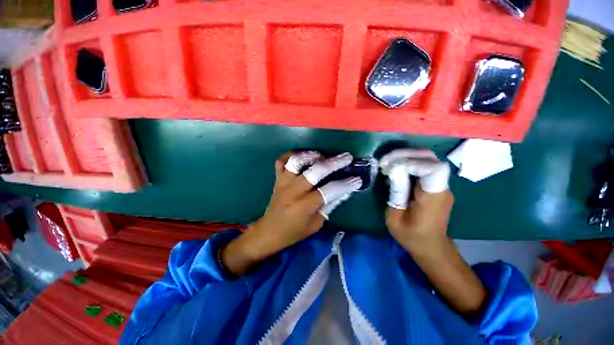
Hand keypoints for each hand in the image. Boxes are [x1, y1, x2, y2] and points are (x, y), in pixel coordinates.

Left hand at [222, 151, 361, 275]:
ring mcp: (284, 182)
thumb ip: (329, 205)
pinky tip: (302, 156)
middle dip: (334, 162)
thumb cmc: (294, 231)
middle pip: (316, 170)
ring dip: (312, 155)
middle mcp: (294, 190)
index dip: (345, 184)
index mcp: (305, 205)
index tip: (357, 179)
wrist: (270, 231)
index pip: (330, 190)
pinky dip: (291, 155)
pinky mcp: (278, 179)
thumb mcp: (316, 223)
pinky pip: (281, 161)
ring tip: (323, 155)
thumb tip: (343, 191)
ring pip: (297, 161)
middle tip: (346, 157)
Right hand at [380, 149, 485, 315]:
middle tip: (385, 161)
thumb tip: (393, 169)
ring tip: (387, 163)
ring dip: (406, 156)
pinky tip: (395, 169)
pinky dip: (408, 162)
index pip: (433, 169)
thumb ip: (396, 192)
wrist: (431, 246)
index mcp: (433, 198)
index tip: (390, 168)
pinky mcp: (435, 185)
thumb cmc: (411, 236)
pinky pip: (424, 166)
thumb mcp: (395, 217)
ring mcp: (441, 185)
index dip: (411, 162)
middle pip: (430, 158)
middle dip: (405, 154)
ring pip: (428, 159)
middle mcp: (442, 188)